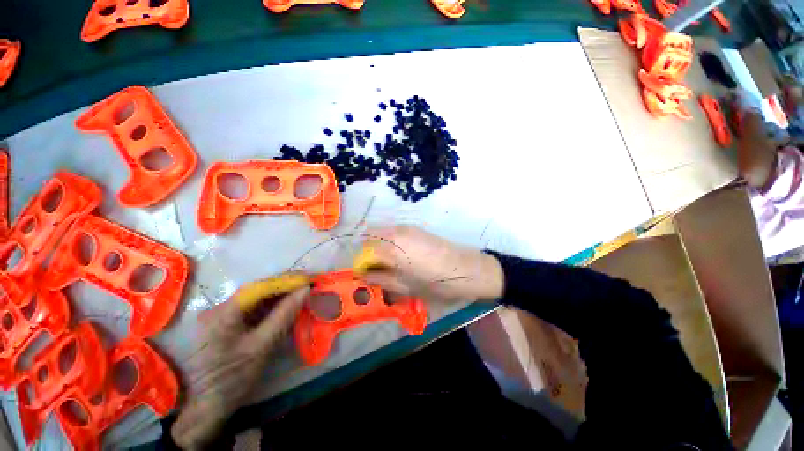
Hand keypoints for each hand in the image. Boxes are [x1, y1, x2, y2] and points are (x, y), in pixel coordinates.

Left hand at [171, 284, 309, 449]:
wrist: (208, 405)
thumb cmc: (234, 377)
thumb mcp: (262, 346)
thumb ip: (284, 314)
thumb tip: (305, 290)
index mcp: (226, 311)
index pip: (262, 287)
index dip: (288, 280)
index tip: (311, 278)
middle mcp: (223, 306)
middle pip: (260, 289)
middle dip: (287, 285)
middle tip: (311, 282)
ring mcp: (225, 314)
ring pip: (260, 297)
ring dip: (283, 294)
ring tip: (304, 290)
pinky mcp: (230, 322)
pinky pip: (256, 308)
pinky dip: (274, 305)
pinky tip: (289, 304)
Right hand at [361, 225, 503, 303]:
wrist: (466, 269)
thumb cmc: (435, 283)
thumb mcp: (404, 287)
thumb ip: (380, 279)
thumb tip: (364, 275)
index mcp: (391, 247)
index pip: (364, 252)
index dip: (361, 265)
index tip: (365, 276)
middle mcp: (396, 232)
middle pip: (370, 238)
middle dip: (368, 254)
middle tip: (377, 270)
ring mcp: (406, 227)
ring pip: (382, 233)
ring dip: (379, 247)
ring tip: (389, 264)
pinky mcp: (415, 228)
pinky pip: (393, 232)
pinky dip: (389, 242)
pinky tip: (400, 256)